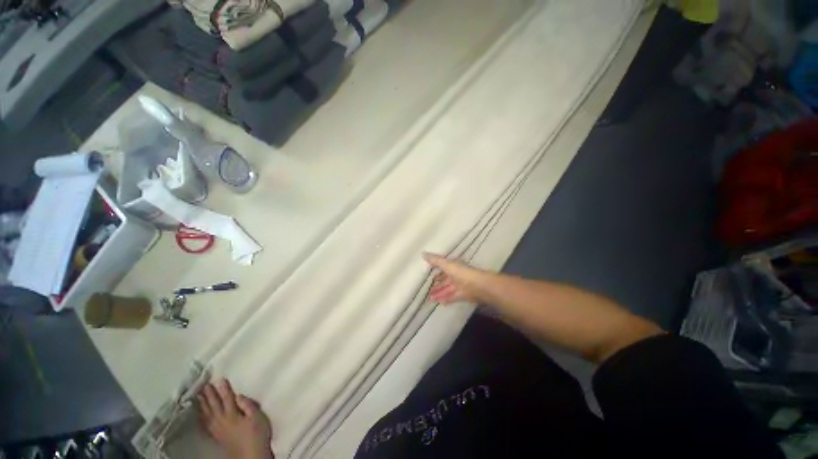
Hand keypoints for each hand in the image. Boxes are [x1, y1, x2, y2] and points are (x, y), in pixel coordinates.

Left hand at [198, 379, 273, 458]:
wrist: (251, 455)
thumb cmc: (257, 434)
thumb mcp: (258, 417)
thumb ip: (248, 405)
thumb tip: (239, 395)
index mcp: (233, 415)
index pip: (227, 398)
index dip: (223, 388)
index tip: (219, 378)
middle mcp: (223, 420)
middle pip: (215, 405)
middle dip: (210, 394)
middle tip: (204, 384)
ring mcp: (218, 429)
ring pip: (208, 414)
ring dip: (203, 404)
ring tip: (199, 395)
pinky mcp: (217, 436)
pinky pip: (206, 424)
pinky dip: (202, 417)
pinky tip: (200, 413)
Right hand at [423, 253, 484, 303]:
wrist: (476, 285)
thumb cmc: (461, 272)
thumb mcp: (446, 264)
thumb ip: (435, 260)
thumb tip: (423, 253)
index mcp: (453, 267)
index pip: (443, 268)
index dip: (436, 272)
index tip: (428, 276)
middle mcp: (456, 276)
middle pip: (444, 281)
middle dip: (436, 285)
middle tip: (426, 290)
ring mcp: (459, 286)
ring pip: (446, 290)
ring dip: (438, 293)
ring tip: (428, 298)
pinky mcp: (461, 295)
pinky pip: (451, 297)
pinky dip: (445, 299)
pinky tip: (438, 302)